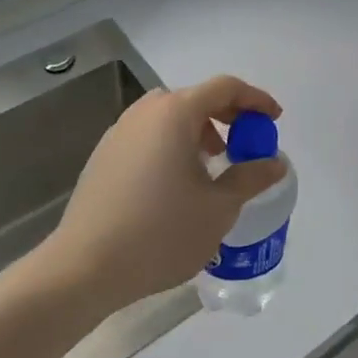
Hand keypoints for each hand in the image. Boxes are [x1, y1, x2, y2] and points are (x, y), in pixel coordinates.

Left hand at [38, 75, 285, 314]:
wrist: (82, 269)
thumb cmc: (160, 233)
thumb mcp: (218, 208)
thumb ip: (251, 178)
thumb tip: (274, 163)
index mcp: (176, 113)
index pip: (225, 88)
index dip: (255, 99)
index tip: (274, 120)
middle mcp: (146, 111)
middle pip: (196, 98)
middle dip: (228, 115)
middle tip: (246, 142)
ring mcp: (120, 131)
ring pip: (170, 116)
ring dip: (199, 130)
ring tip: (212, 164)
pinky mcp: (104, 155)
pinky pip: (149, 134)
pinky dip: (172, 144)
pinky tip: (176, 182)